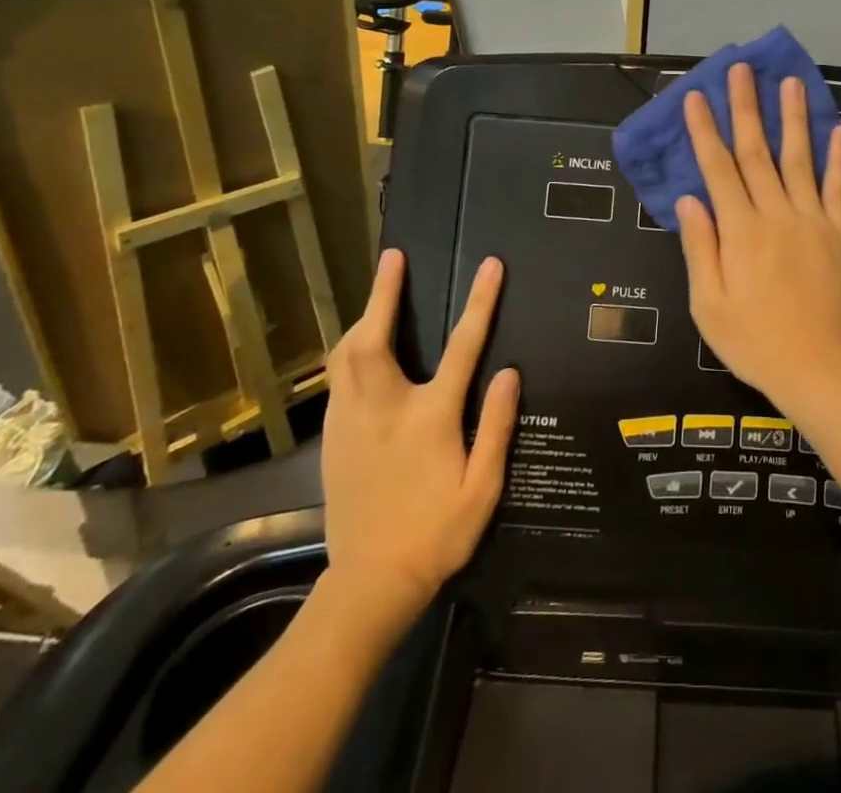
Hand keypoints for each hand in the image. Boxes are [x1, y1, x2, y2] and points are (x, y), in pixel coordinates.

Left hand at [318, 250, 519, 622]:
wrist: (369, 583)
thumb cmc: (436, 534)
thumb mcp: (482, 488)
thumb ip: (495, 427)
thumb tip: (509, 372)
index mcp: (428, 417)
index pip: (462, 345)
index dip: (480, 302)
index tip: (490, 265)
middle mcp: (384, 408)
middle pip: (376, 337)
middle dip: (384, 292)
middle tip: (393, 257)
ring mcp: (351, 421)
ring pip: (346, 355)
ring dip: (363, 317)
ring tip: (377, 294)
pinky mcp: (332, 437)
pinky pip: (338, 378)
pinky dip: (349, 350)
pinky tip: (358, 348)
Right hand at [676, 64, 840, 410]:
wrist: (817, 368)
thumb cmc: (753, 340)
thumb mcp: (709, 303)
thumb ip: (700, 247)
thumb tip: (690, 198)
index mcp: (740, 231)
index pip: (718, 168)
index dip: (706, 130)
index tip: (698, 96)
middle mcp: (776, 215)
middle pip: (758, 152)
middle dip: (747, 108)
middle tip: (742, 70)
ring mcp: (813, 222)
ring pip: (800, 160)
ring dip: (794, 119)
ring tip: (791, 83)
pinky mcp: (840, 235)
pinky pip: (840, 190)